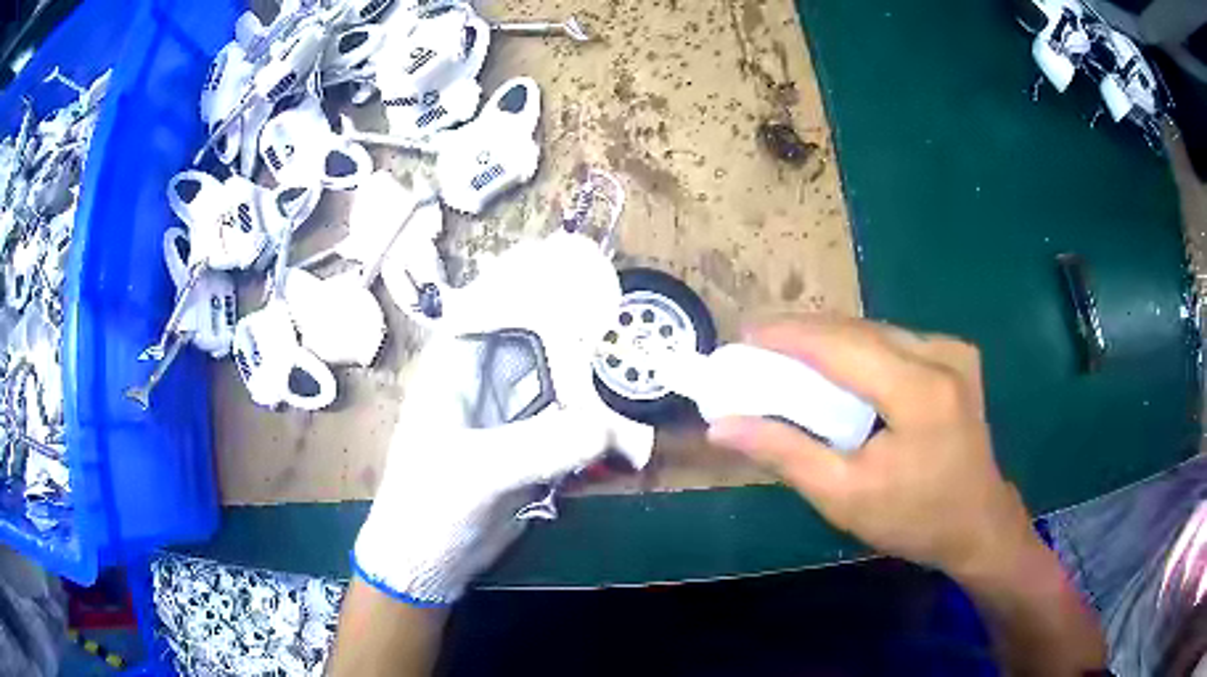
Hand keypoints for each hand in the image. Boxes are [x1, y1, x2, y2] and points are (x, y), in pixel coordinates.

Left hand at [353, 233, 652, 604]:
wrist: (429, 559)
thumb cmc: (430, 505)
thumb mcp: (477, 473)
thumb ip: (541, 448)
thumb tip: (609, 430)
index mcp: (457, 365)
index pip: (497, 299)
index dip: (535, 274)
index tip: (580, 259)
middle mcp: (487, 379)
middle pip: (542, 336)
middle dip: (583, 329)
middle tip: (627, 328)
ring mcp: (512, 414)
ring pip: (564, 381)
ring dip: (598, 386)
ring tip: (637, 394)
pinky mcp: (532, 446)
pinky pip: (573, 424)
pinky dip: (601, 429)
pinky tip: (627, 443)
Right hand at [708, 317, 1033, 578]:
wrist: (978, 523)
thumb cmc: (914, 519)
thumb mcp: (844, 497)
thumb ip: (784, 454)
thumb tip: (722, 426)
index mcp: (919, 390)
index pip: (841, 345)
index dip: (787, 335)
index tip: (743, 336)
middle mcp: (941, 354)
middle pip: (858, 329)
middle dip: (803, 334)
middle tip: (757, 346)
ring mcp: (954, 351)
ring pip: (876, 330)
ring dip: (830, 340)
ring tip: (787, 354)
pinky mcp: (957, 357)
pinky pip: (895, 340)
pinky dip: (859, 348)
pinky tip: (837, 365)